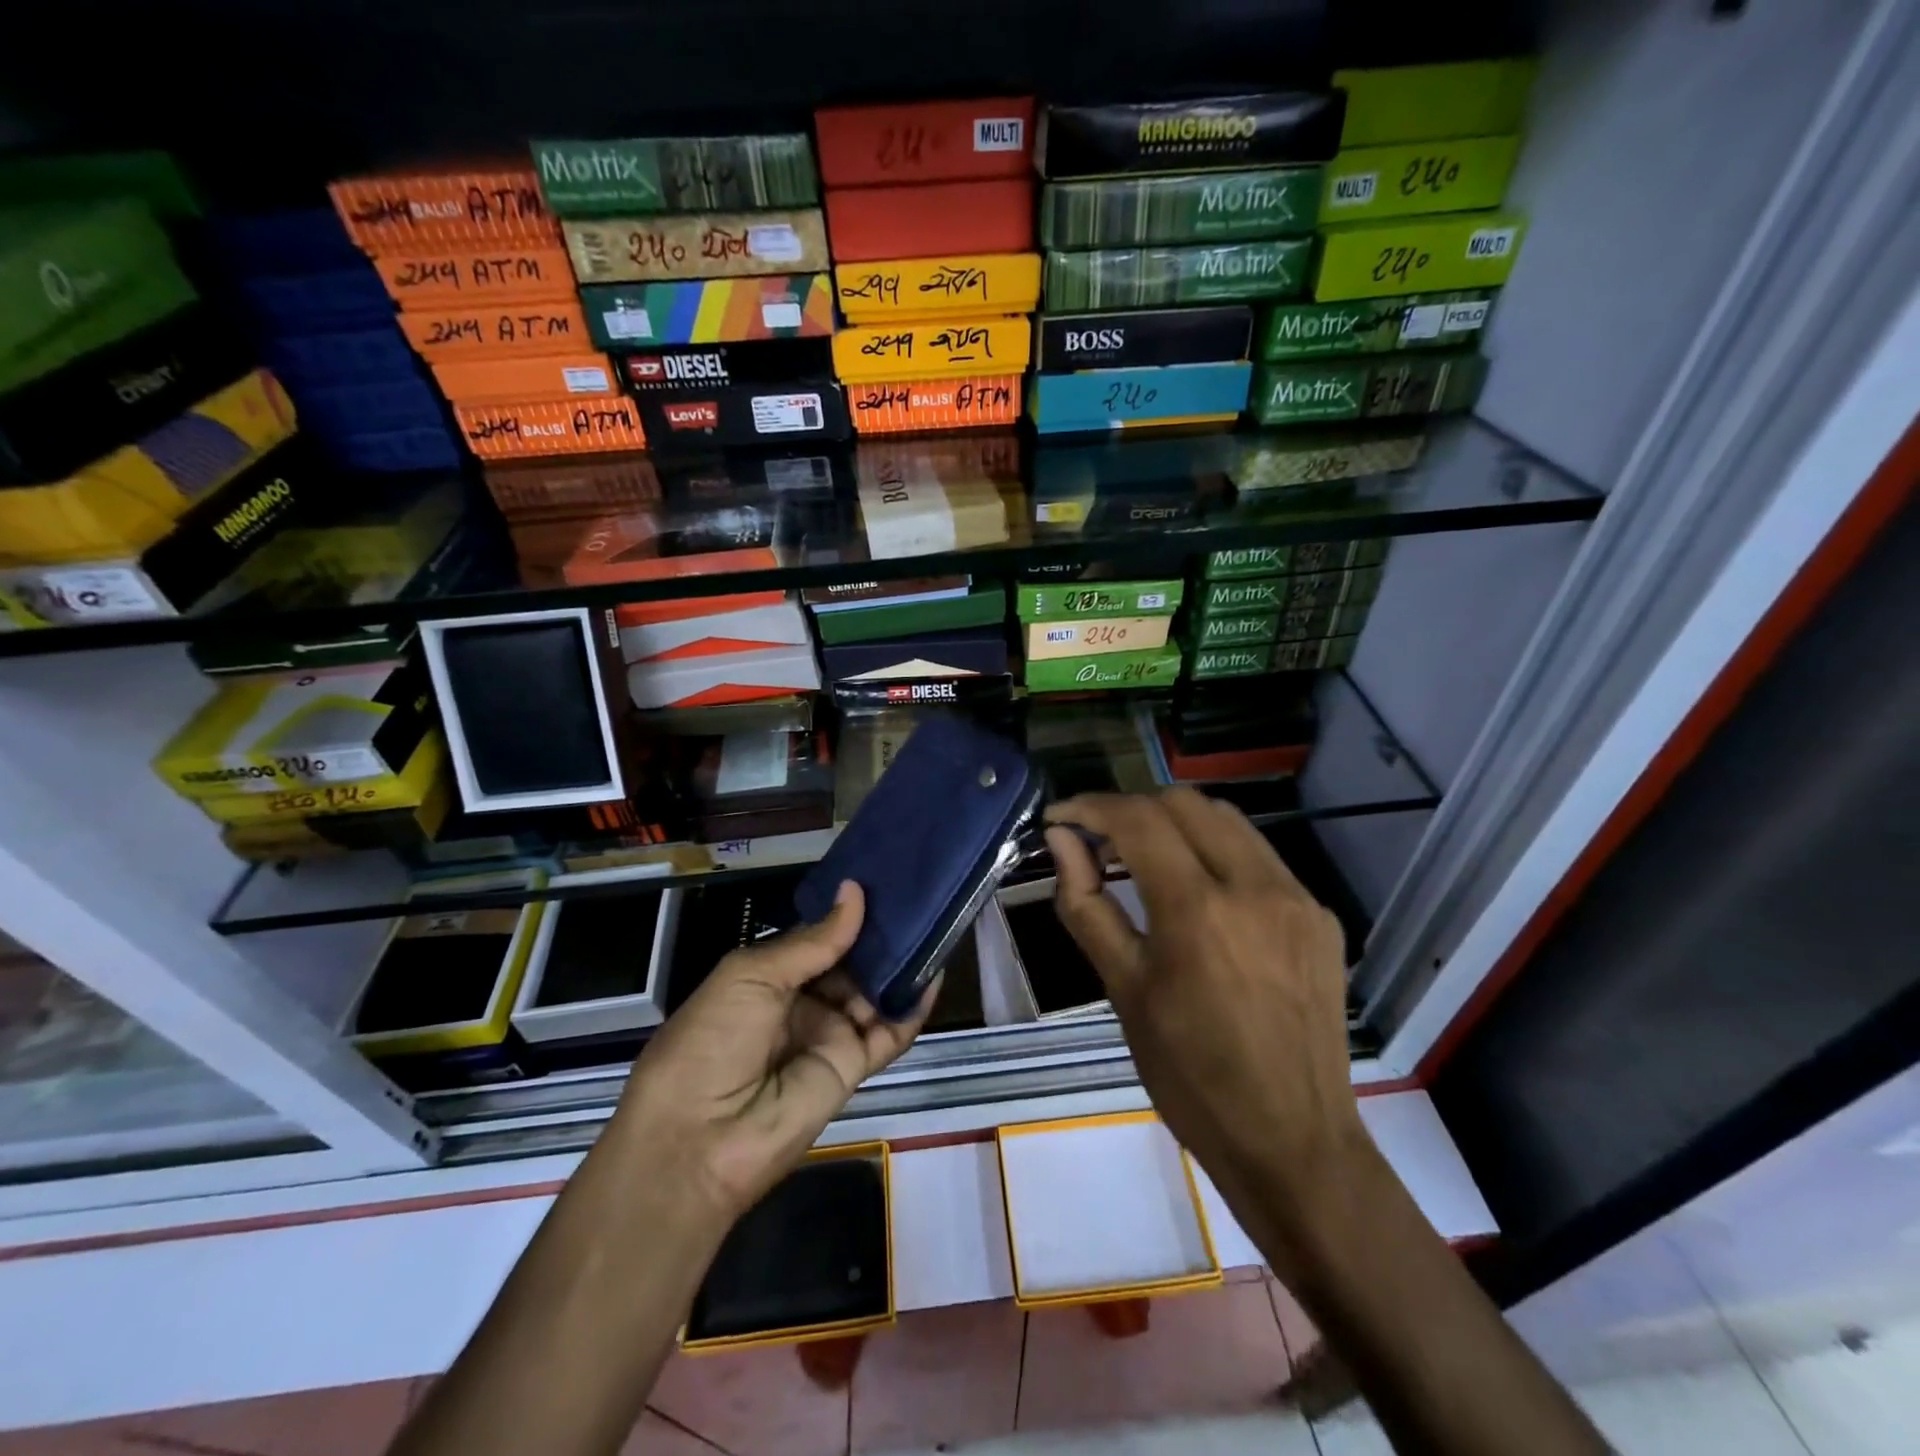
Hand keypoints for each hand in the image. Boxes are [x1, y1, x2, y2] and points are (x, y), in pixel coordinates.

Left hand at [611, 882, 935, 1220]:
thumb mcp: (753, 976)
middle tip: (919, 894)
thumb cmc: (712, 1040)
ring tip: (935, 924)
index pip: (819, 937)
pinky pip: (890, 1033)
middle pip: (851, 963)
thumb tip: (856, 892)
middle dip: (879, 934)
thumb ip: (814, 940)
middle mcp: (803, 1002)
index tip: (882, 878)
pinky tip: (935, 974)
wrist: (700, 1140)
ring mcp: (829, 1035)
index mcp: (769, 976)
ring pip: (874, 993)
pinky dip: (913, 1007)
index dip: (846, 912)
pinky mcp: (853, 1068)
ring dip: (901, 965)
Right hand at [1044, 791, 1366, 1245]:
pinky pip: (1259, 857)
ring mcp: (1297, 898)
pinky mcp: (1319, 917)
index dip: (1090, 807)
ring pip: (1226, 820)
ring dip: (1176, 824)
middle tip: (1099, 844)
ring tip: (1144, 860)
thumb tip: (1061, 841)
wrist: (1294, 1143)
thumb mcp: (1124, 991)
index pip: (1138, 820)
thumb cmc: (1190, 1076)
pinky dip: (1215, 854)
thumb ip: (1087, 905)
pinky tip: (1200, 896)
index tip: (1060, 817)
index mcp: (1198, 911)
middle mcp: (1255, 887)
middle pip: (1183, 802)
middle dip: (1132, 809)